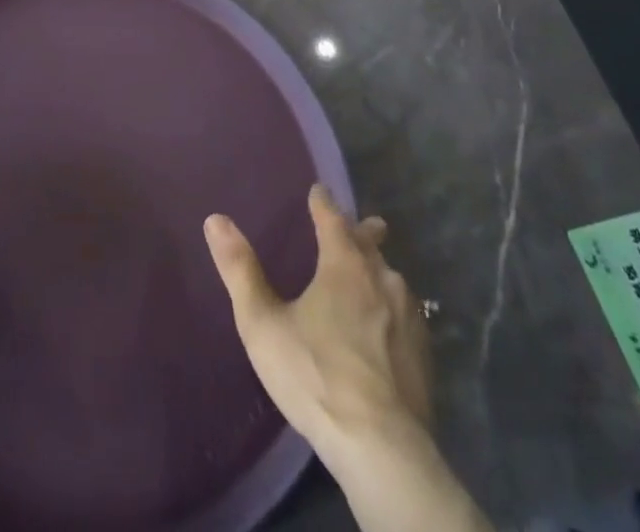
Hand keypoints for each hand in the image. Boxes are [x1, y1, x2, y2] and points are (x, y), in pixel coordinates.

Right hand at [205, 186, 491, 531]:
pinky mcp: (424, 355)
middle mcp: (381, 279)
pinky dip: (394, 308)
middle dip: (361, 232)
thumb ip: (240, 270)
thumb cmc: (315, 376)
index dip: (323, 202)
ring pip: (392, 279)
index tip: (318, 190)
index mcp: (344, 264)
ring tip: (373, 273)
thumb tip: (215, 219)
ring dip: (380, 270)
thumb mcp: (263, 323)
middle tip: (362, 225)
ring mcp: (409, 317)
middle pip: (370, 245)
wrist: (383, 449)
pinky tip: (391, 326)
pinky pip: (408, 314)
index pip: (332, 218)